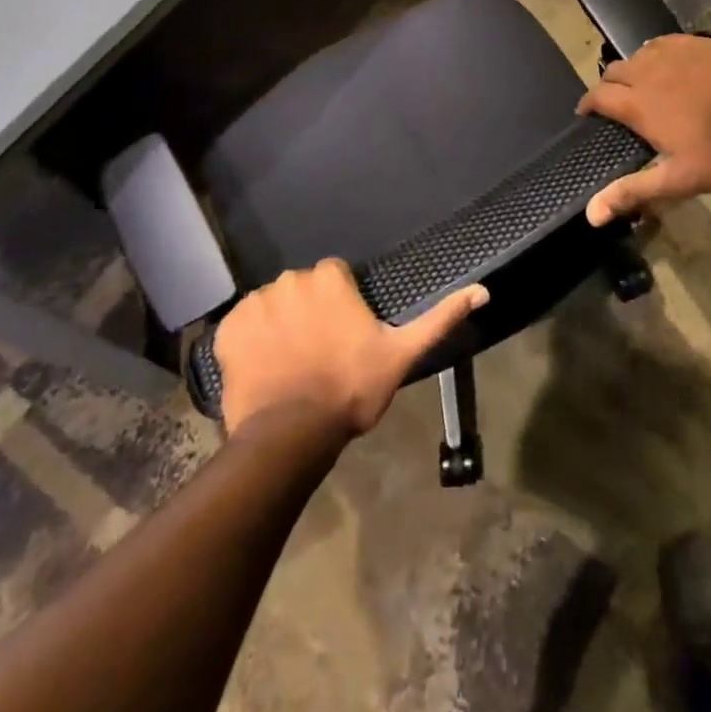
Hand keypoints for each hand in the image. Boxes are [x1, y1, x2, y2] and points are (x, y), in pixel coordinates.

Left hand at [214, 259, 487, 439]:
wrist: (291, 435)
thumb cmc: (350, 389)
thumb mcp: (402, 354)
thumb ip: (440, 318)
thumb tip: (483, 290)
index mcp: (329, 279)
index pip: (335, 276)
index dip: (341, 304)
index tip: (345, 335)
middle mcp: (290, 280)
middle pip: (303, 288)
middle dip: (310, 311)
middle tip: (319, 352)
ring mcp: (254, 304)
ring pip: (273, 305)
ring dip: (281, 324)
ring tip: (291, 364)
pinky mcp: (227, 330)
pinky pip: (242, 325)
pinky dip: (251, 341)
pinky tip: (264, 368)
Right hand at [577, 34, 710, 225]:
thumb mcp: (678, 179)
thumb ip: (633, 191)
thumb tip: (591, 215)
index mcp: (638, 104)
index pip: (597, 96)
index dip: (587, 104)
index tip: (586, 114)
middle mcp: (648, 71)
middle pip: (613, 70)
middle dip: (607, 85)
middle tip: (614, 102)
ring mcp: (674, 53)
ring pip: (638, 53)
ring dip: (632, 68)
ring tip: (640, 82)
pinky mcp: (698, 43)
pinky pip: (664, 42)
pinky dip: (656, 53)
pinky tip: (668, 63)